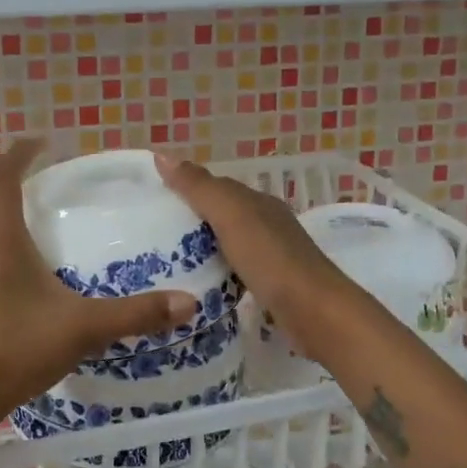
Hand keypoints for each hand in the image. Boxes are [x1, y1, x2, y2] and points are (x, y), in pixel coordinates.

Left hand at [0, 140, 196, 431]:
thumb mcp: (82, 329)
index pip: (2, 179)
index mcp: (1, 242)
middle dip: (3, 192)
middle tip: (36, 197)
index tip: (41, 143)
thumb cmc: (15, 350)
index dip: (18, 154)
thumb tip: (188, 303)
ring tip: (31, 241)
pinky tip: (16, 288)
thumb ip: (135, 314)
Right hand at [155, 154, 354, 358]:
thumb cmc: (270, 258)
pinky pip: (236, 270)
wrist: (314, 312)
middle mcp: (267, 224)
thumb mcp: (230, 215)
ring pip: (229, 244)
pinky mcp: (272, 286)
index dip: (187, 189)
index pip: (217, 187)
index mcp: (258, 202)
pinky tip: (200, 285)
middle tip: (152, 235)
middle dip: (192, 221)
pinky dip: (217, 272)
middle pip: (223, 215)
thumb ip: (198, 187)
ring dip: (203, 248)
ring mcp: (272, 256)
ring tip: (166, 261)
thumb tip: (162, 156)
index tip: (153, 202)